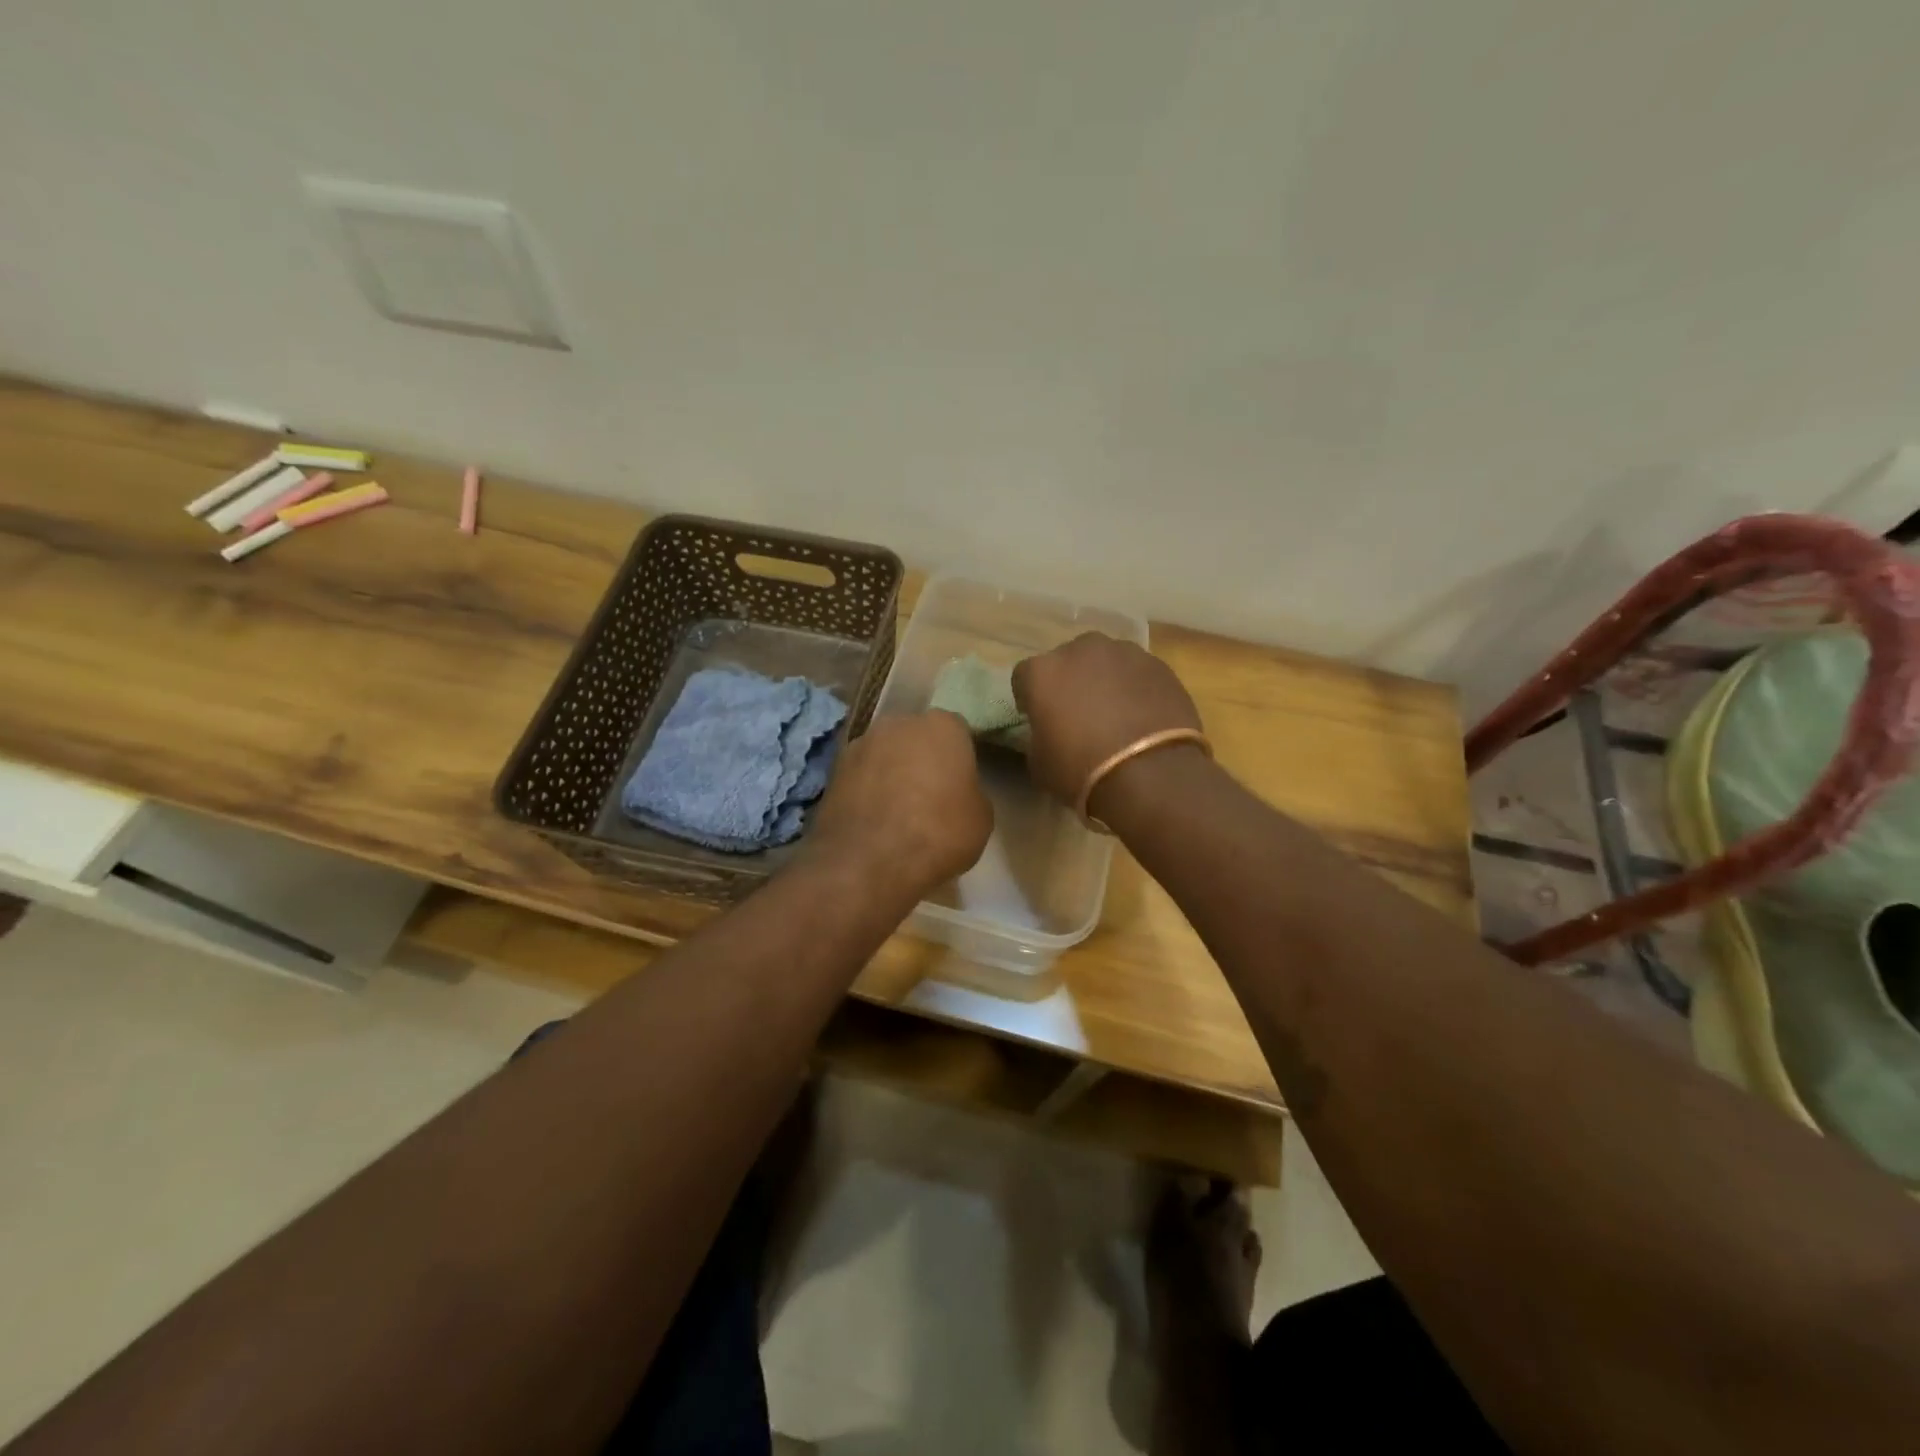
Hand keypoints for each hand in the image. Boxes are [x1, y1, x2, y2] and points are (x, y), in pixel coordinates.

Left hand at [807, 711, 991, 898]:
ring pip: (885, 755)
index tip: (959, 785)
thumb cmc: (938, 833)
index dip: (959, 760)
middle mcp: (899, 723)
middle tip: (929, 796)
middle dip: (922, 759)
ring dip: (891, 773)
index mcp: (943, 726)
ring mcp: (861, 743)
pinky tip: (873, 820)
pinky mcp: (833, 769)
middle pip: (916, 738)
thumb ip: (970, 791)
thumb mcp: (980, 818)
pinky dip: (867, 790)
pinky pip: (861, 775)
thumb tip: (956, 792)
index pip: (957, 733)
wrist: (868, 861)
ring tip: (897, 812)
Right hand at [1012, 633, 1203, 814]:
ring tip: (1115, 715)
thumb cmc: (1083, 770)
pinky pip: (1137, 674)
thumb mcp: (1040, 764)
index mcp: (1042, 671)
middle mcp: (1081, 650)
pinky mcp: (1160, 665)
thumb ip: (1038, 737)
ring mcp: (1125, 653)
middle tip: (1078, 715)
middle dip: (1070, 682)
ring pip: (1106, 663)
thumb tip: (1048, 733)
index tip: (1038, 719)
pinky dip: (1135, 689)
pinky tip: (1142, 717)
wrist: (1153, 773)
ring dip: (1105, 681)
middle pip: (1068, 661)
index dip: (1029, 699)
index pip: (1024, 677)